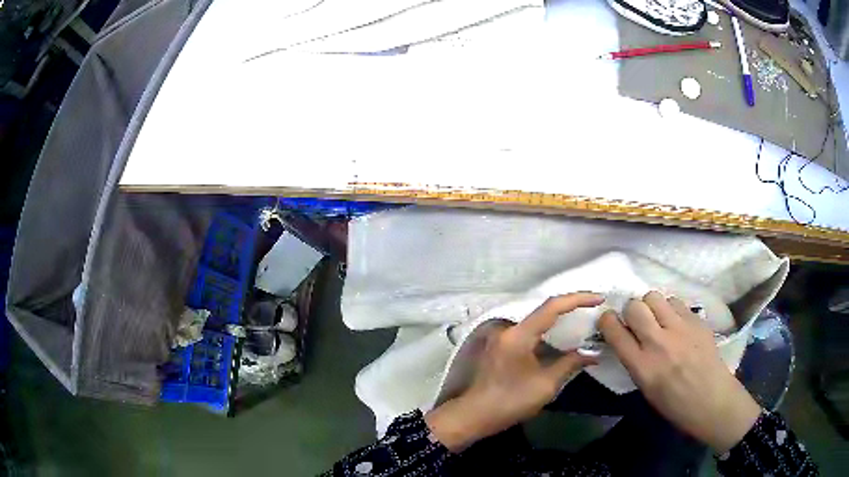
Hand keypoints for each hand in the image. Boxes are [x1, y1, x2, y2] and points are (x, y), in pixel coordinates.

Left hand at [425, 293, 602, 451]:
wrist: (474, 416)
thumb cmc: (510, 402)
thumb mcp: (546, 384)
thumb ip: (570, 363)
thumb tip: (592, 354)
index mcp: (519, 334)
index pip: (552, 307)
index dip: (578, 299)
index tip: (599, 299)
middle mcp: (509, 329)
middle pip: (544, 310)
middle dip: (570, 307)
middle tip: (594, 308)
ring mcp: (502, 337)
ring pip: (536, 321)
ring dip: (559, 320)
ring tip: (583, 321)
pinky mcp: (501, 346)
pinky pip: (529, 332)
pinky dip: (547, 332)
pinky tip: (561, 339)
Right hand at [598, 291, 761, 453]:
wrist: (712, 400)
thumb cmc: (675, 404)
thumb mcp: (646, 389)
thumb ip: (635, 361)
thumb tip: (627, 339)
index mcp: (642, 366)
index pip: (615, 331)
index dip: (607, 321)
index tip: (609, 321)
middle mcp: (659, 342)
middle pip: (635, 306)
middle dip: (631, 310)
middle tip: (637, 321)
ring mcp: (680, 328)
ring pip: (655, 296)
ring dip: (651, 305)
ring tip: (658, 318)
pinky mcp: (696, 321)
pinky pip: (677, 302)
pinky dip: (671, 309)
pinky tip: (677, 322)